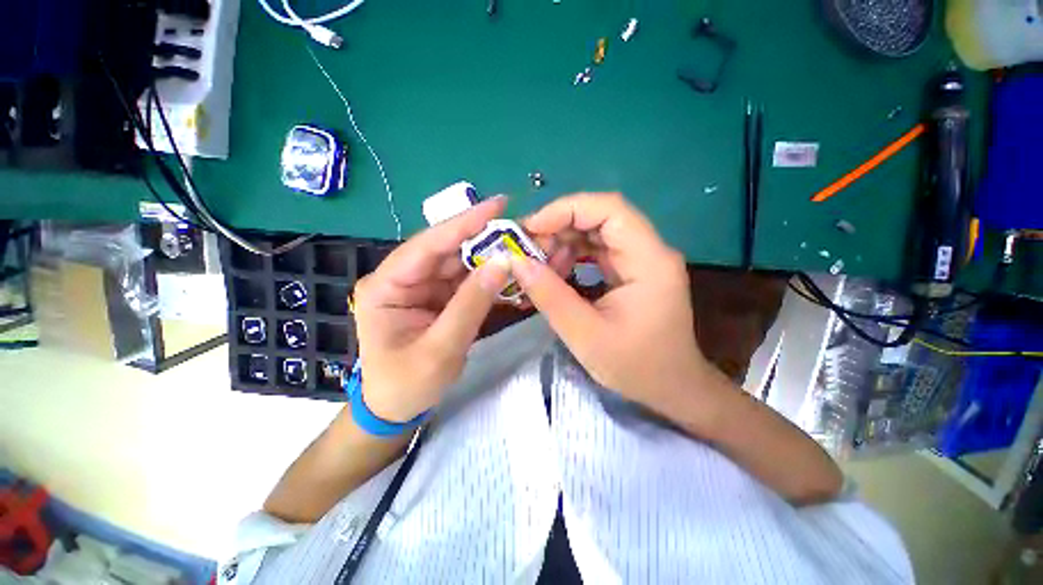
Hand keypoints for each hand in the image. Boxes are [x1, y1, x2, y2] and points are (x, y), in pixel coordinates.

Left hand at [353, 197, 512, 423]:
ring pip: (460, 264)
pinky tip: (511, 273)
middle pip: (447, 251)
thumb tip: (503, 263)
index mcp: (385, 286)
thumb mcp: (440, 350)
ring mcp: (422, 287)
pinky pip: (466, 282)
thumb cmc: (406, 385)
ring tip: (521, 248)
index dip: (462, 224)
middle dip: (483, 240)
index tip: (498, 205)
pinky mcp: (438, 297)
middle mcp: (402, 279)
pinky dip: (489, 278)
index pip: (427, 246)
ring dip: (490, 258)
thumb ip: (470, 305)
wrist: (396, 408)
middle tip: (520, 229)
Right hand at [512, 193, 709, 410]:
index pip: (610, 209)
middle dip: (558, 229)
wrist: (671, 388)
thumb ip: (549, 295)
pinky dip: (571, 258)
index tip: (530, 228)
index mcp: (649, 261)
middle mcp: (648, 251)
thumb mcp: (585, 335)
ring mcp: (640, 260)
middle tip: (526, 251)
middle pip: (599, 218)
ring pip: (594, 233)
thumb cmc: (635, 367)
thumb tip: (516, 262)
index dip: (566, 209)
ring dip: (562, 244)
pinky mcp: (630, 271)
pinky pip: (596, 251)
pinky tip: (554, 276)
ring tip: (537, 269)